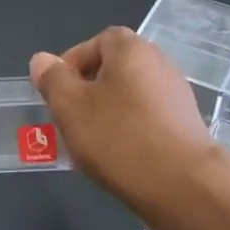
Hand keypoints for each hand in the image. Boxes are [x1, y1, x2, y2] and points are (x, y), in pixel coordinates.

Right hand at [31, 28, 229, 229]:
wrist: (184, 187)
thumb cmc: (119, 137)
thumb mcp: (69, 106)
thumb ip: (52, 79)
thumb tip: (42, 60)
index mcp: (132, 50)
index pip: (97, 42)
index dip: (73, 63)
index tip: (58, 92)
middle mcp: (160, 65)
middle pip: (114, 70)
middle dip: (88, 92)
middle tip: (69, 119)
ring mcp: (178, 98)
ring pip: (129, 99)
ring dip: (107, 116)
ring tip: (89, 145)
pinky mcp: (187, 129)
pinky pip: (147, 122)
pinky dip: (129, 134)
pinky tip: (117, 161)